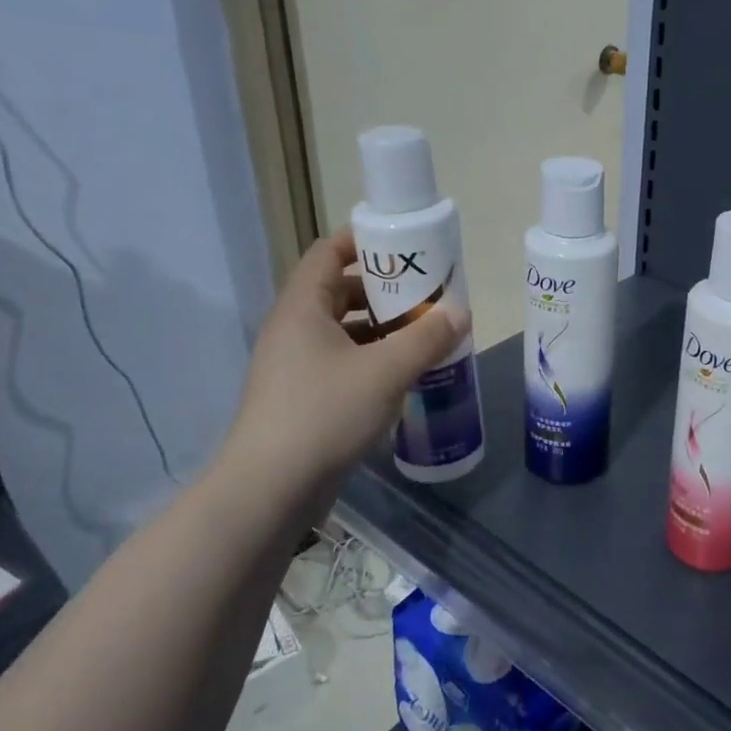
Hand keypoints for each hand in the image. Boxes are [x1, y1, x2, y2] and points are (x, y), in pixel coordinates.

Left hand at [216, 231, 468, 509]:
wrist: (271, 489)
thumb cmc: (325, 414)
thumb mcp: (386, 371)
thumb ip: (426, 338)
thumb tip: (460, 314)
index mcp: (302, 308)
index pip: (327, 252)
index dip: (363, 240)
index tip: (405, 245)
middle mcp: (293, 330)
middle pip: (338, 291)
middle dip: (384, 290)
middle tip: (426, 295)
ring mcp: (294, 366)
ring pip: (343, 332)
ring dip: (382, 329)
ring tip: (424, 335)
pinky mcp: (302, 398)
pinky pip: (342, 363)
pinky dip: (372, 361)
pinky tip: (403, 376)